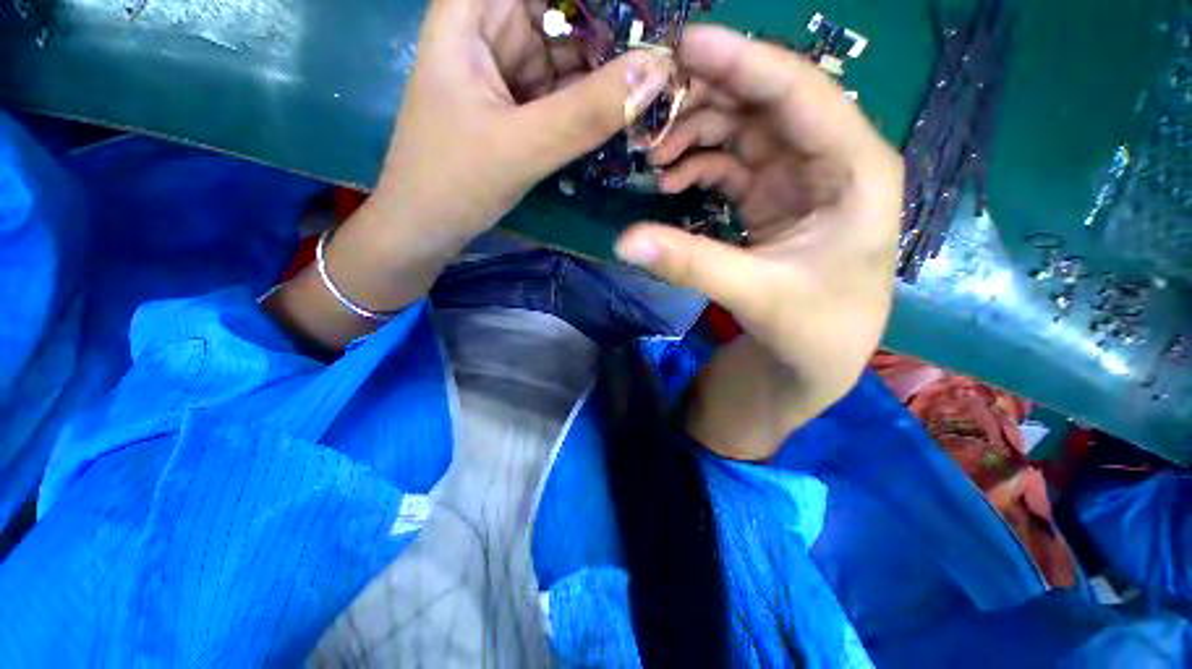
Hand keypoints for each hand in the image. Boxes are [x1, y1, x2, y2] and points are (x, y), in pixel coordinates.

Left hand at [370, 0, 673, 244]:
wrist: (428, 227)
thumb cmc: (454, 182)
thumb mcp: (522, 147)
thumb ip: (588, 112)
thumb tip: (658, 71)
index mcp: (473, 10)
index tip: (648, 15)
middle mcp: (493, 26)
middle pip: (564, 8)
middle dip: (613, 30)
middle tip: (663, 57)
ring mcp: (511, 67)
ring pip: (572, 49)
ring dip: (611, 67)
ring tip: (657, 83)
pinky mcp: (522, 102)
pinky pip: (568, 88)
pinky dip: (595, 99)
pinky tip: (626, 108)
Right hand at [614, 26, 903, 459]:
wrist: (819, 356)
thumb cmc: (811, 327)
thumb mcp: (755, 295)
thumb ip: (691, 264)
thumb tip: (624, 242)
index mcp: (855, 171)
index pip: (801, 93)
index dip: (744, 62)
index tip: (686, 44)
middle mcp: (832, 160)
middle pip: (766, 103)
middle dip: (707, 100)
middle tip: (651, 112)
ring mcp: (799, 177)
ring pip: (744, 130)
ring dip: (697, 134)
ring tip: (655, 155)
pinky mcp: (774, 196)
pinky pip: (732, 163)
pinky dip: (699, 165)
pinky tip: (672, 179)